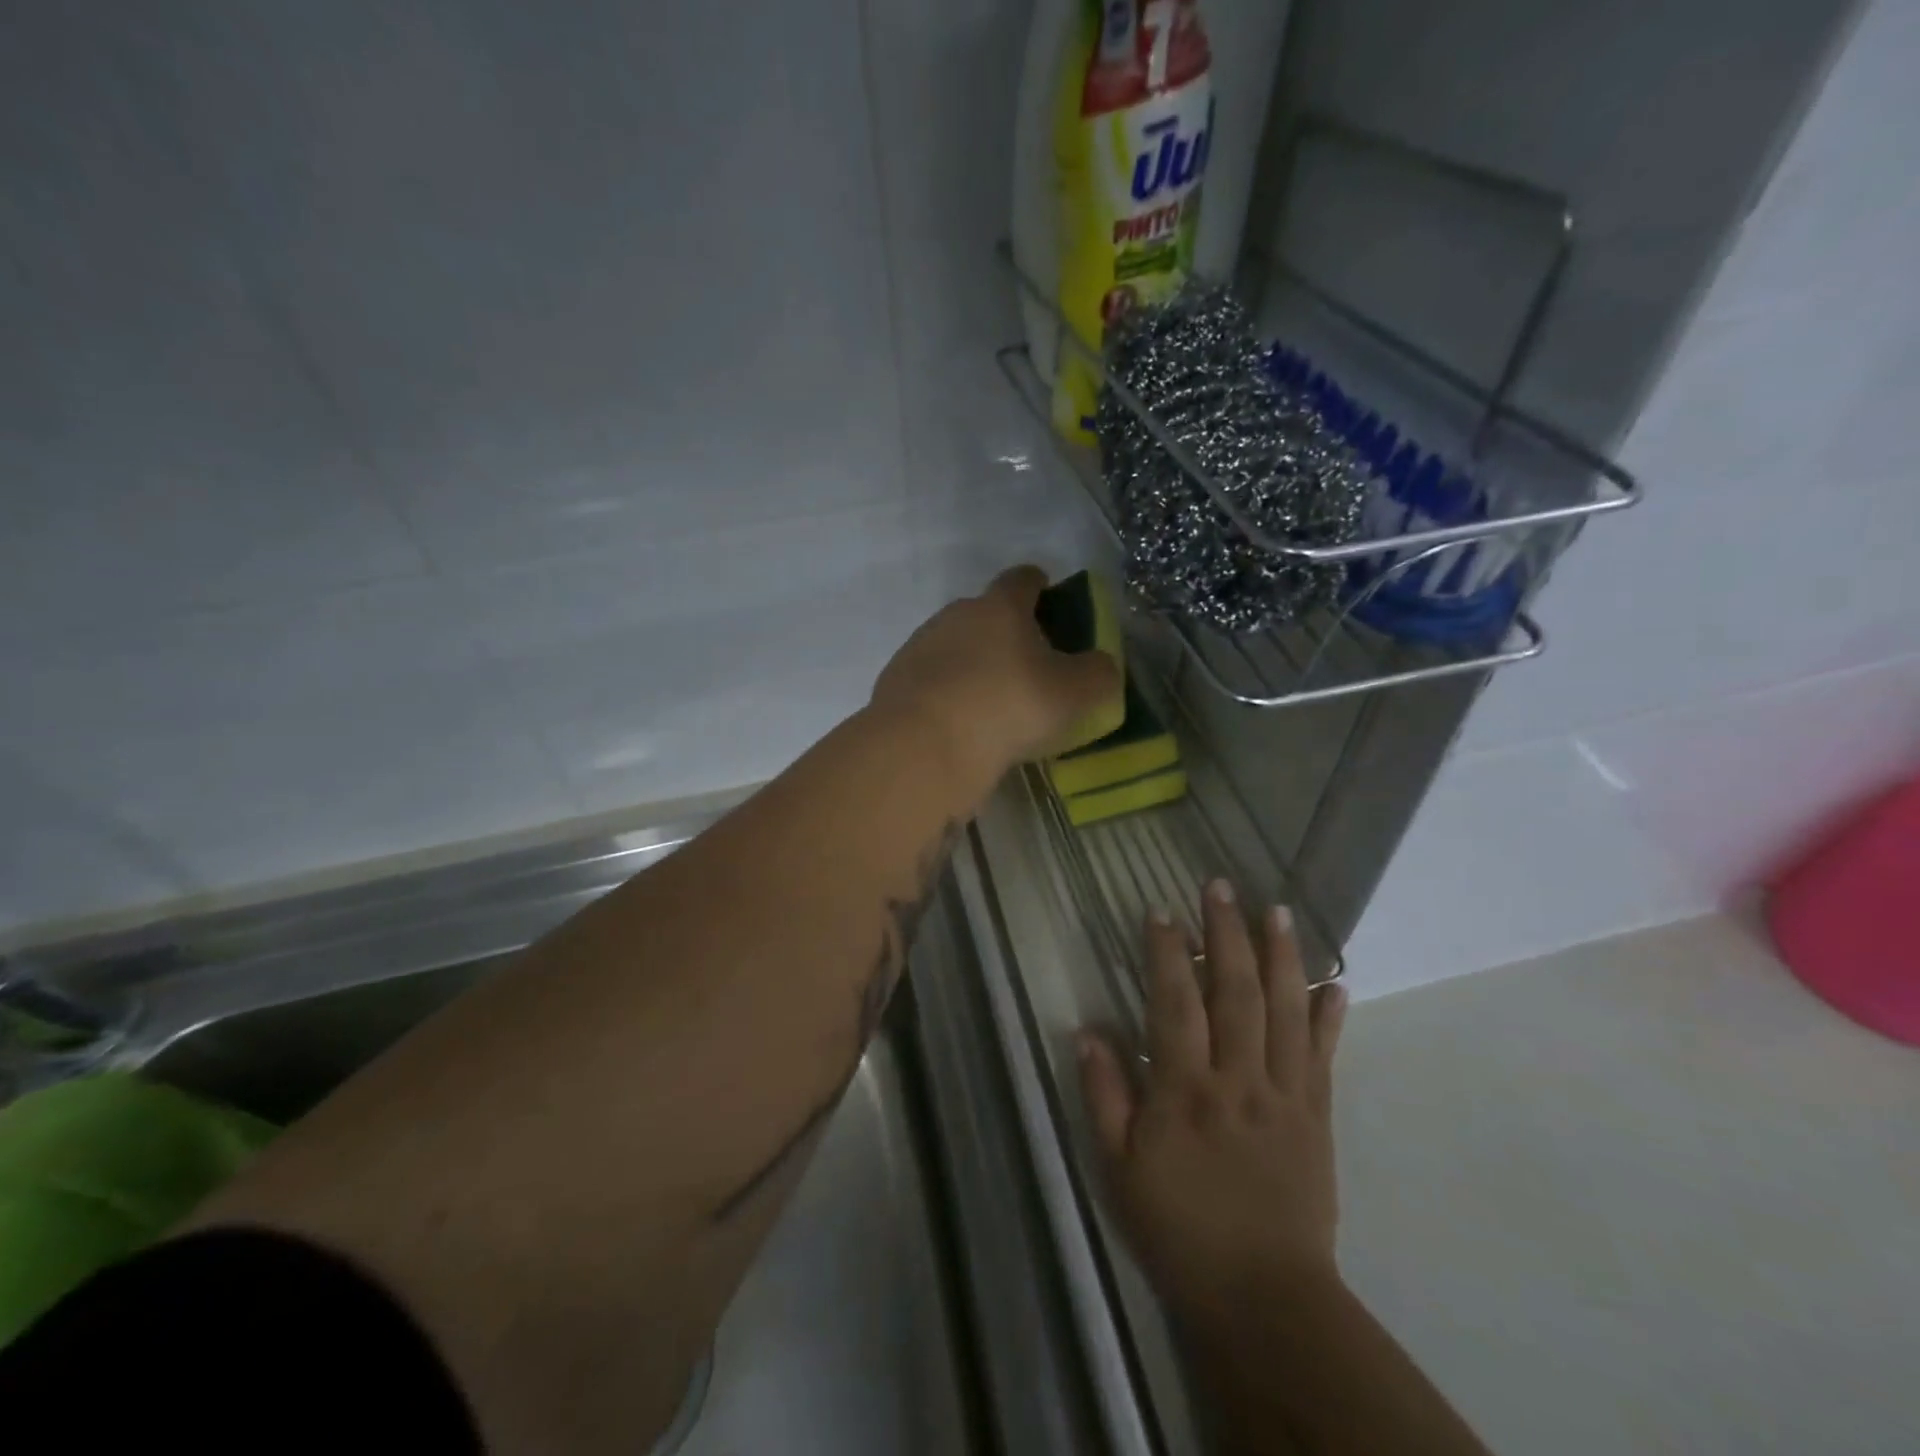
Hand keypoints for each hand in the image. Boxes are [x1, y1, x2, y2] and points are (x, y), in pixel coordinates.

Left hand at [872, 565, 1122, 793]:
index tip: (1049, 596)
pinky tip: (959, 723)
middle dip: (1006, 632)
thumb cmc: (1008, 707)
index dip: (1039, 584)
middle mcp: (954, 616)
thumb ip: (1099, 673)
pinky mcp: (895, 682)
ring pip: (955, 646)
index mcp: (999, 607)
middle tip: (1028, 664)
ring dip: (973, 664)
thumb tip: (1100, 665)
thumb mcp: (1074, 693)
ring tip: (991, 702)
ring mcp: (918, 647)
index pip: (1022, 578)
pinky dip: (947, 693)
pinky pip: (931, 680)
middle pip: (985, 613)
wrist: (923, 747)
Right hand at [1078, 880, 1347, 1324]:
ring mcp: (1285, 1094)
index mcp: (1185, 1090)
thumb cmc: (1179, 1229)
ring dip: (1281, 956)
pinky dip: (1330, 1016)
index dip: (1166, 952)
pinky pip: (1324, 1056)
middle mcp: (1238, 1079)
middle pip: (1234, 991)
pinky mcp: (1317, 1116)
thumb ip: (1104, 1095)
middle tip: (1221, 886)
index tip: (1160, 911)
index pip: (1174, 1002)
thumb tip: (1088, 1031)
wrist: (1265, 1299)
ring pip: (1285, 1011)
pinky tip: (1335, 983)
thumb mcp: (1119, 1169)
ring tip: (1277, 911)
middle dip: (1225, 932)